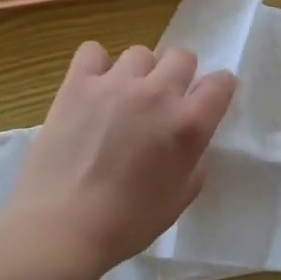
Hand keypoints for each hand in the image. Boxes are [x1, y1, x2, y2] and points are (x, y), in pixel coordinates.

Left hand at [4, 41, 236, 279]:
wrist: (60, 228)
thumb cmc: (125, 224)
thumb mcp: (178, 200)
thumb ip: (194, 162)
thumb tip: (190, 141)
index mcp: (187, 125)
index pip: (220, 83)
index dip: (217, 90)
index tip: (206, 102)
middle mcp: (157, 93)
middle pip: (182, 56)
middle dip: (179, 75)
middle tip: (163, 101)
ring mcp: (116, 83)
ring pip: (140, 53)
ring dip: (139, 73)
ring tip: (124, 98)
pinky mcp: (78, 83)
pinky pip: (93, 51)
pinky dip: (96, 65)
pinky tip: (93, 87)